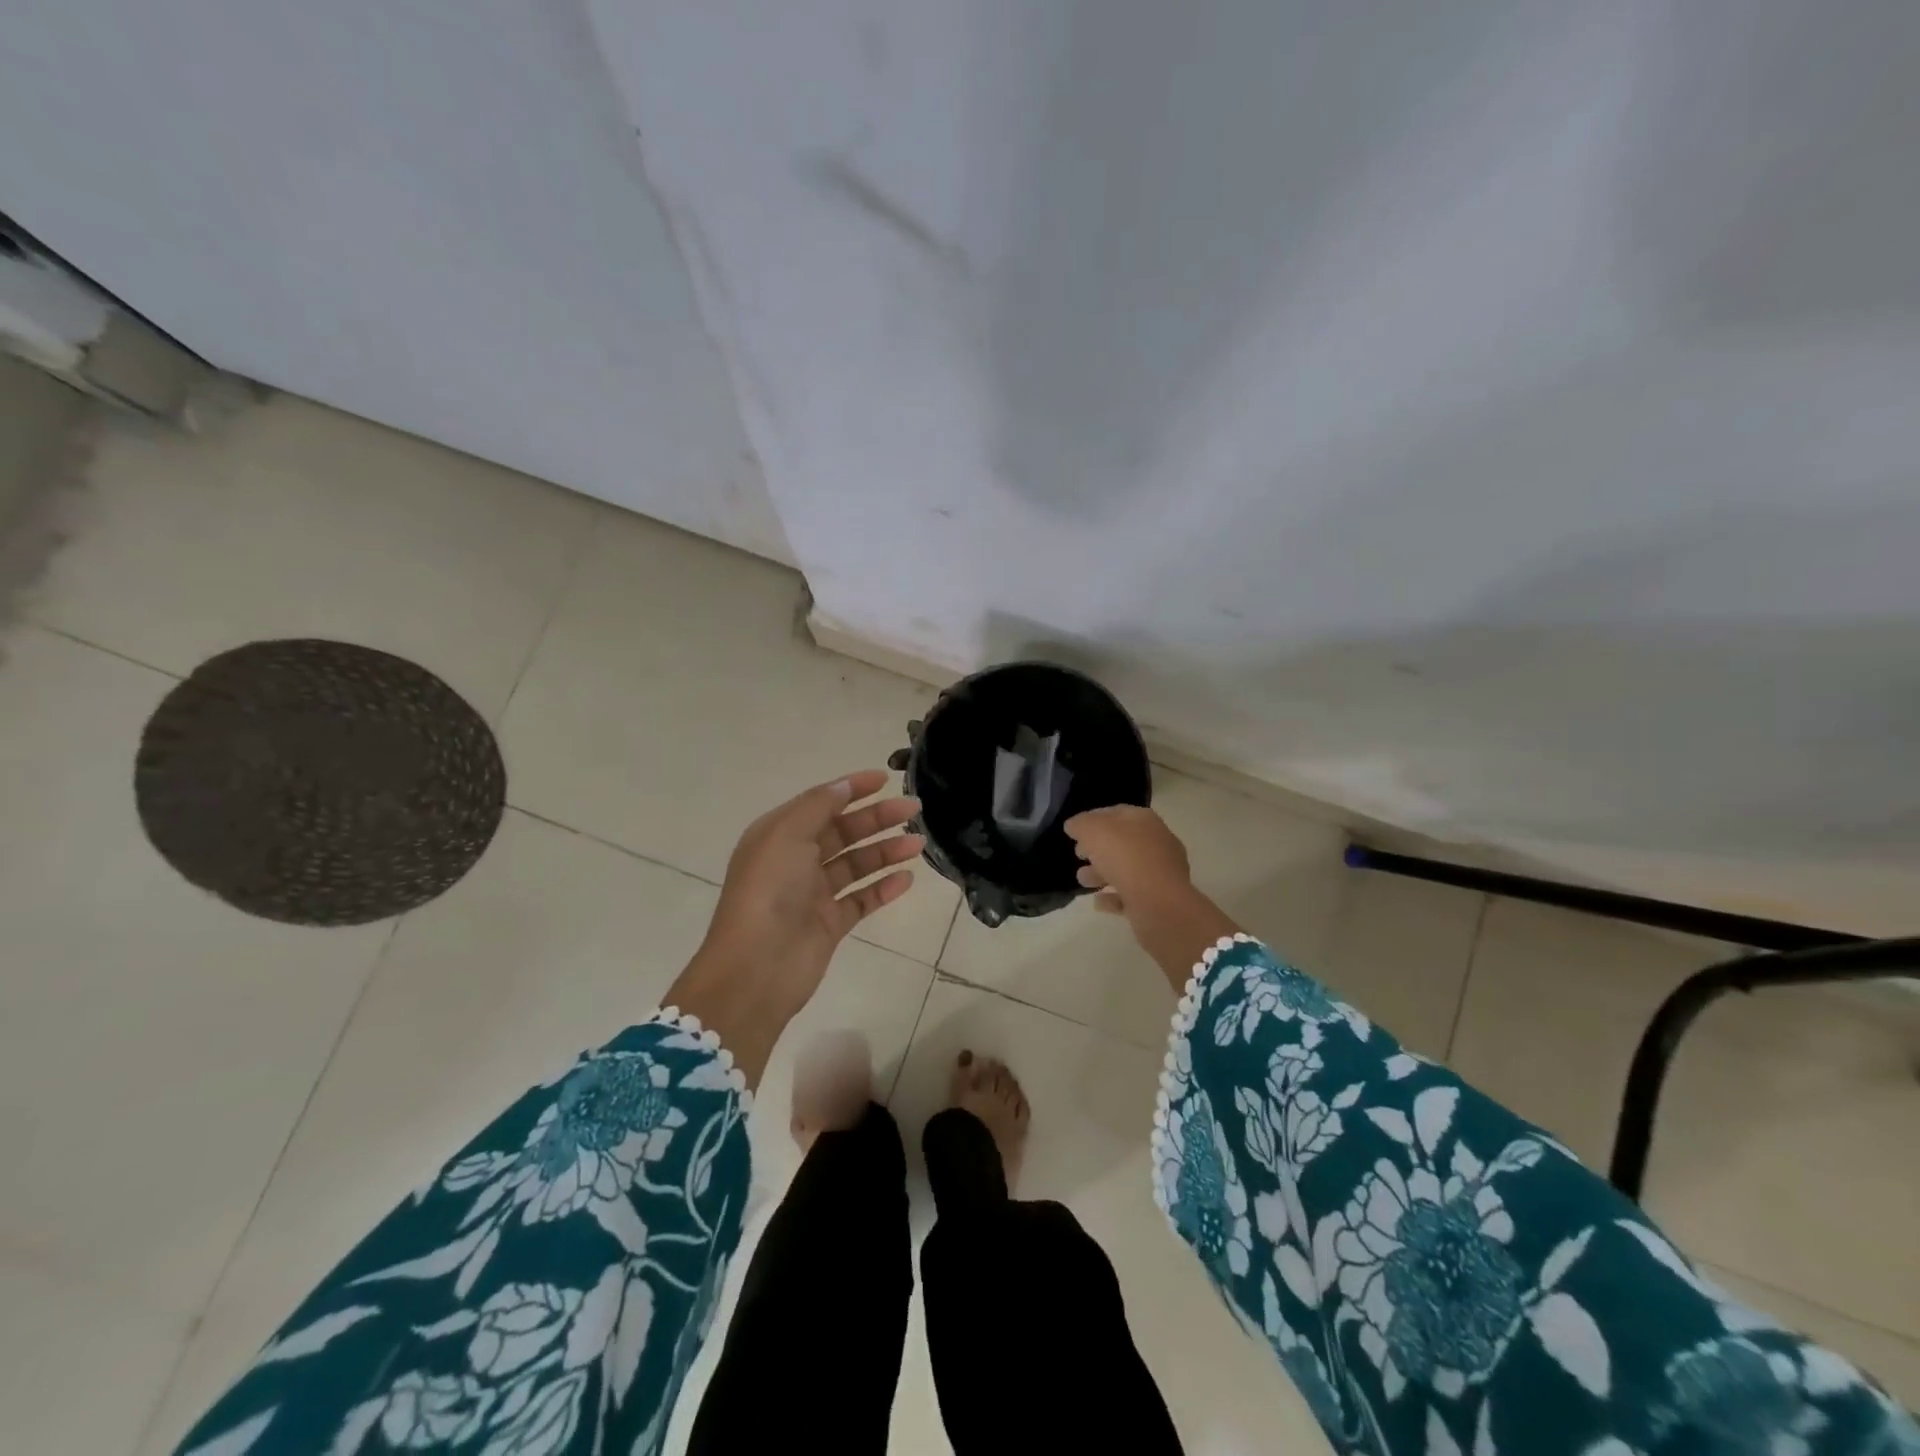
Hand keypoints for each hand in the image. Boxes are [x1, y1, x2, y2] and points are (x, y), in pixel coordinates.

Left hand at [667, 771, 921, 1084]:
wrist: (756, 968)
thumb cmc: (769, 891)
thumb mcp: (787, 835)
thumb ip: (818, 806)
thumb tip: (843, 786)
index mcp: (779, 835)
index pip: (821, 803)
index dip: (852, 789)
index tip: (885, 779)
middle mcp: (795, 861)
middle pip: (843, 832)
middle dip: (877, 818)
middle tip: (914, 810)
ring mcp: (813, 894)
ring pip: (856, 865)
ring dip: (886, 851)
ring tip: (918, 844)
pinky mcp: (829, 924)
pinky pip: (861, 899)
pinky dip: (883, 889)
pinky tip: (907, 879)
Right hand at [1065, 805, 1238, 988]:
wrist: (1159, 904)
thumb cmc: (1125, 858)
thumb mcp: (1092, 830)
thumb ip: (1080, 824)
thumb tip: (1074, 825)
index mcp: (1145, 820)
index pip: (1116, 813)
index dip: (1093, 819)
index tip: (1074, 831)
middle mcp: (1156, 842)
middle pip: (1121, 842)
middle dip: (1096, 849)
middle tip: (1078, 856)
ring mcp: (1160, 872)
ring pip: (1125, 869)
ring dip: (1101, 873)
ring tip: (1083, 881)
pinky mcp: (1158, 899)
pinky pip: (1131, 895)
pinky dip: (1113, 897)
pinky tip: (1099, 902)